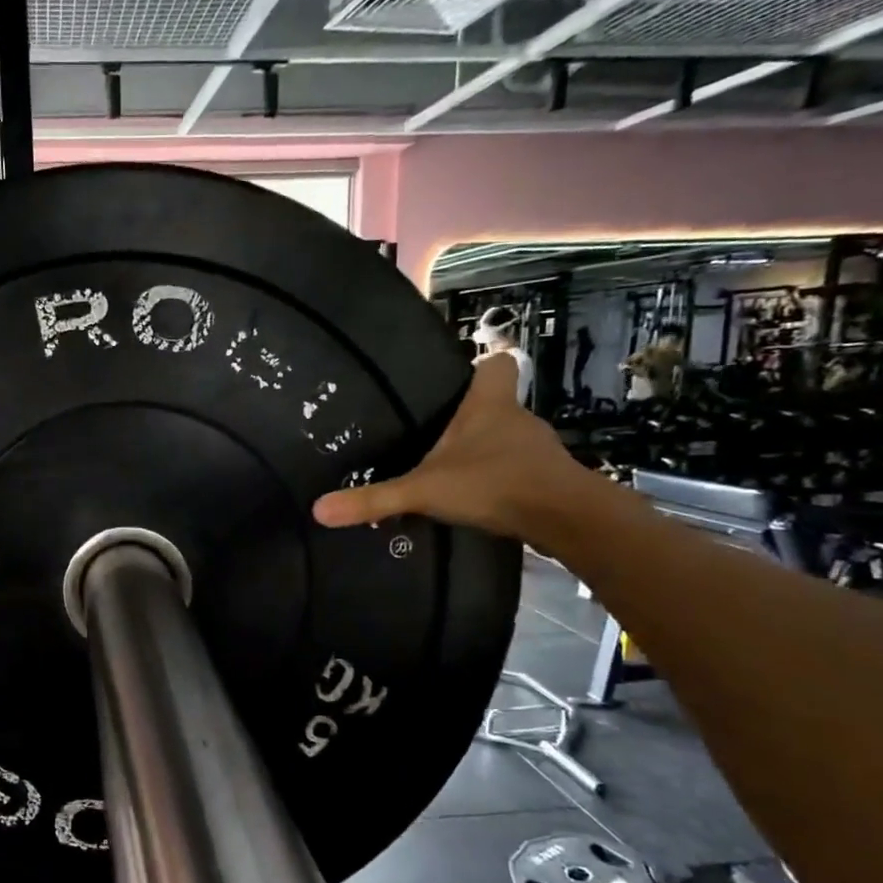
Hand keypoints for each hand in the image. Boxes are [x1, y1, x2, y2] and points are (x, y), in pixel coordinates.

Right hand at [311, 354, 586, 537]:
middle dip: (468, 414)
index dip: (480, 364)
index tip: (457, 377)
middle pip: (496, 402)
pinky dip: (498, 475)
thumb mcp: (424, 491)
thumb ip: (374, 499)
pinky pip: (516, 466)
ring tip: (448, 467)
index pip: (498, 363)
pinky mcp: (545, 477)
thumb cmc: (494, 484)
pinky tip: (475, 495)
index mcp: (489, 404)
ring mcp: (535, 448)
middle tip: (432, 430)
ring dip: (482, 448)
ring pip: (505, 436)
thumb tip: (318, 509)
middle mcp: (516, 418)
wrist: (565, 519)